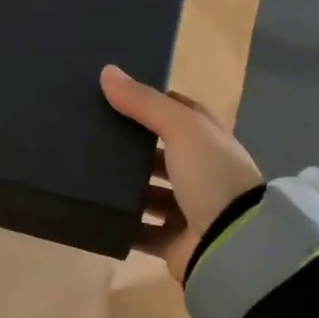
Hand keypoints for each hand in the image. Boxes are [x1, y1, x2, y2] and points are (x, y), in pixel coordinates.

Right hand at [101, 64, 261, 279]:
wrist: (234, 246)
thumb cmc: (212, 177)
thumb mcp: (181, 128)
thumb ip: (144, 102)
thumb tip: (107, 71)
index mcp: (210, 142)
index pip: (182, 114)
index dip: (154, 103)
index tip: (117, 95)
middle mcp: (203, 174)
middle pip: (162, 153)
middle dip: (132, 145)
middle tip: (91, 133)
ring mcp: (189, 210)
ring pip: (149, 193)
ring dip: (124, 186)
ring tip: (85, 171)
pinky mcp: (174, 242)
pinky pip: (140, 231)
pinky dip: (121, 224)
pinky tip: (95, 211)